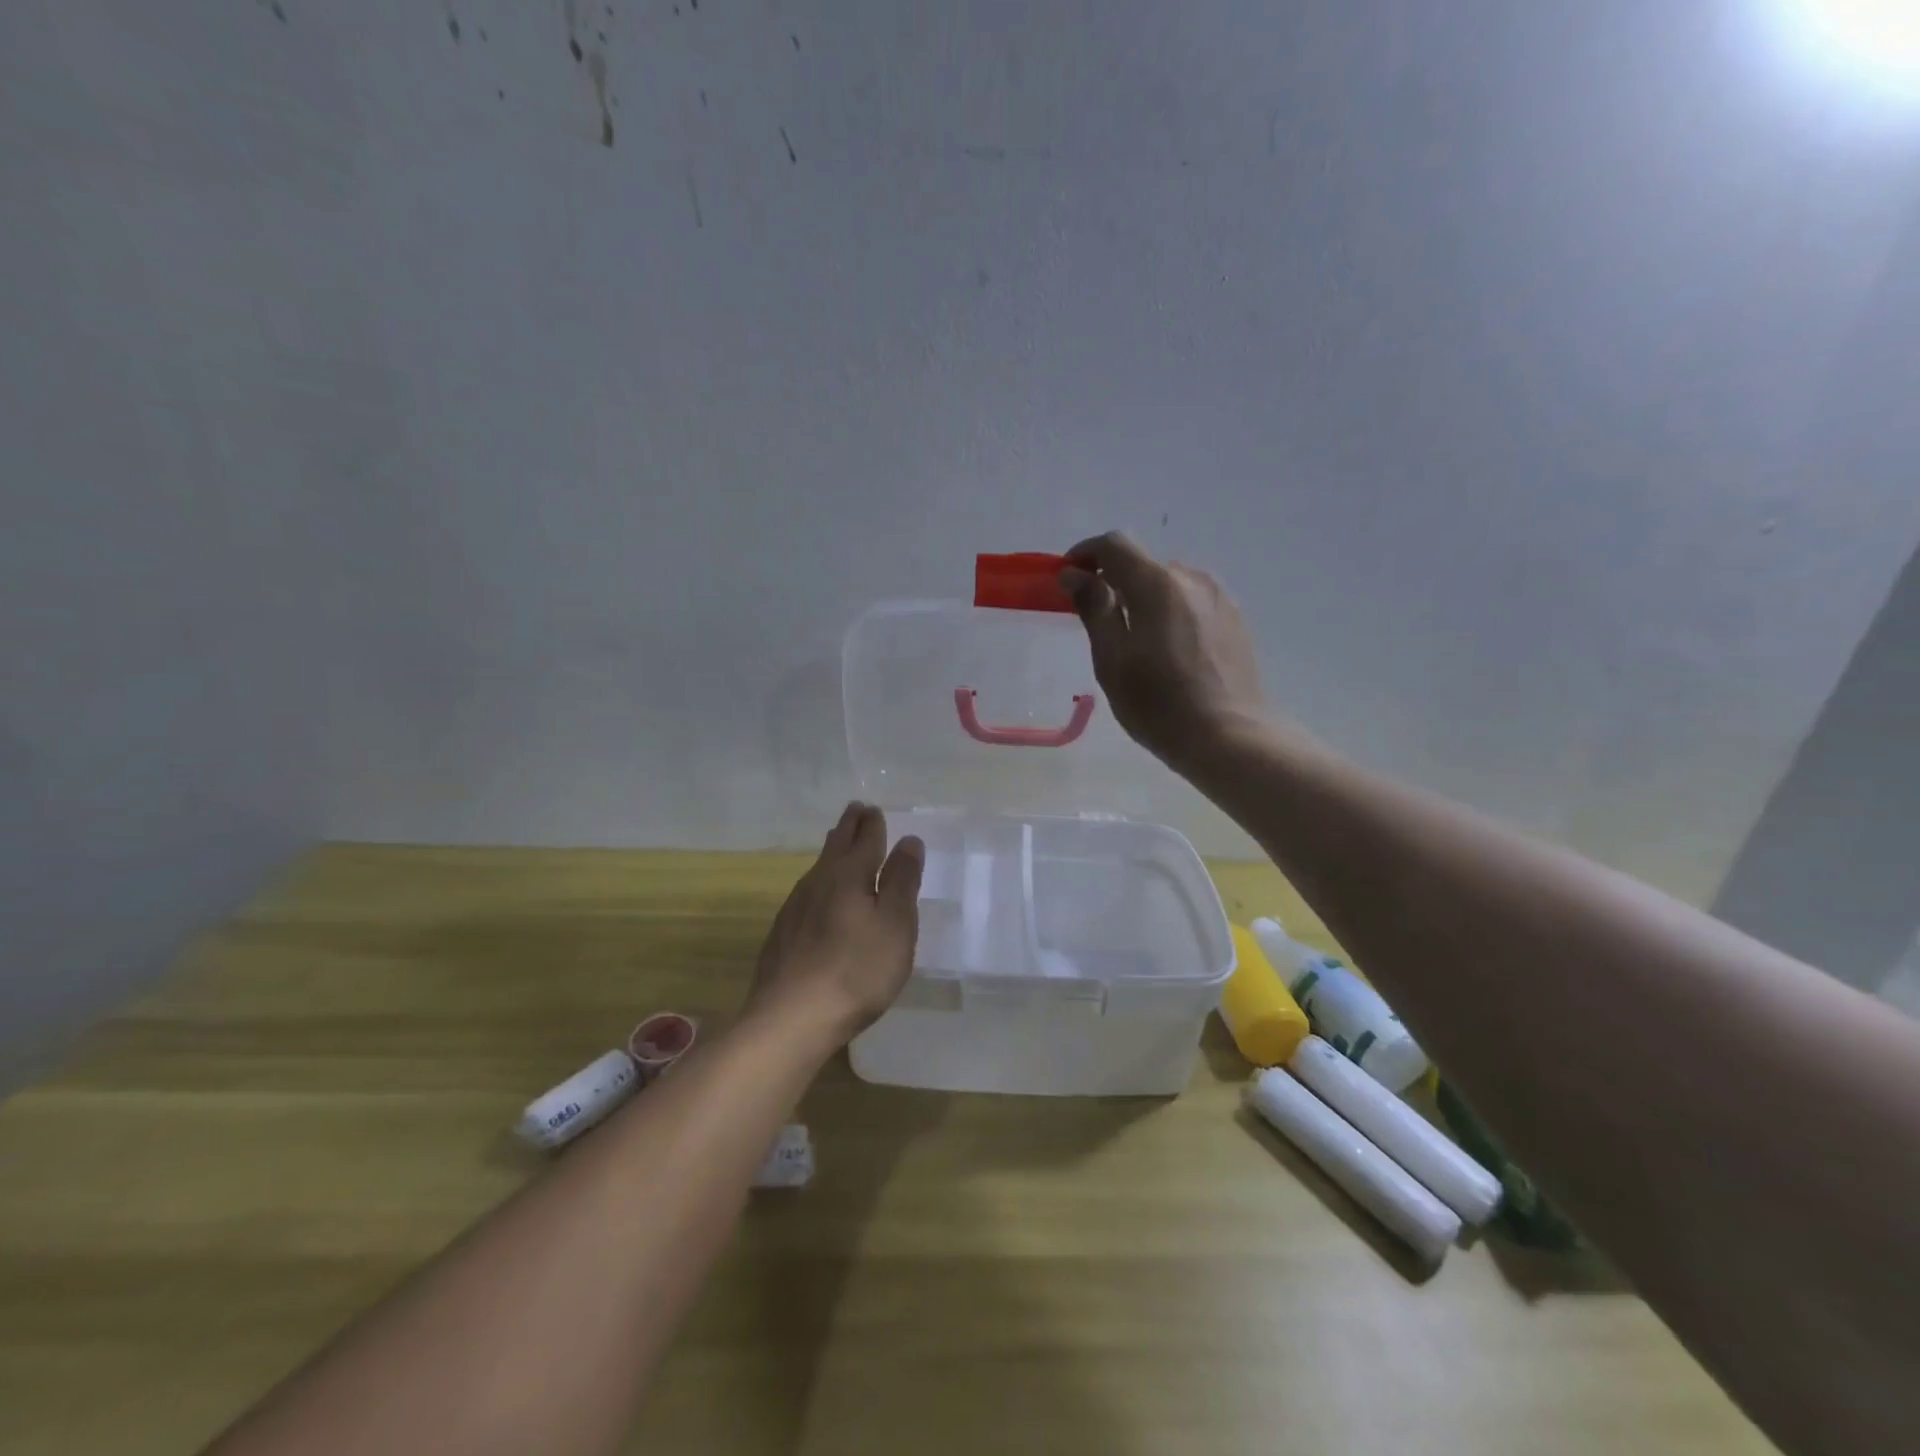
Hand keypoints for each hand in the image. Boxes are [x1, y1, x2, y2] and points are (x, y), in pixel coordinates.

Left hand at [744, 803, 923, 1046]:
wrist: (790, 1018)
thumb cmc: (856, 970)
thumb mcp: (895, 924)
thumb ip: (902, 881)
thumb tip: (908, 840)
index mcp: (849, 875)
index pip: (864, 839)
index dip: (872, 824)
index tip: (872, 808)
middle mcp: (818, 882)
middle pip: (836, 846)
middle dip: (849, 827)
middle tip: (856, 811)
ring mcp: (795, 908)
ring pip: (818, 868)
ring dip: (832, 852)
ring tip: (839, 843)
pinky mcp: (783, 934)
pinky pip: (807, 893)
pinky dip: (821, 882)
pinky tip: (820, 897)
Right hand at [1061, 531, 1269, 769]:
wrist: (1230, 737)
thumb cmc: (1159, 704)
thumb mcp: (1112, 660)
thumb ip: (1094, 609)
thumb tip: (1074, 574)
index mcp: (1158, 584)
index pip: (1115, 544)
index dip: (1086, 553)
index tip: (1068, 577)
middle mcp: (1192, 578)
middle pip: (1143, 564)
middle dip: (1114, 581)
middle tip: (1098, 621)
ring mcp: (1219, 597)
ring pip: (1169, 583)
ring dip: (1144, 598)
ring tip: (1136, 642)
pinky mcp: (1235, 618)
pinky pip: (1191, 601)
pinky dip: (1170, 611)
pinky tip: (1169, 651)